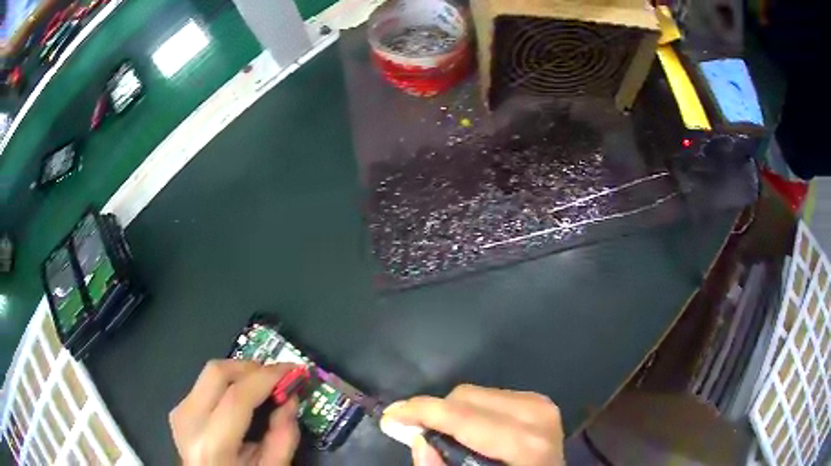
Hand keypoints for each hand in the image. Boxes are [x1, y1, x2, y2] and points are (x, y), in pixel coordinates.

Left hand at [169, 360, 299, 464]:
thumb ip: (283, 437)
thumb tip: (291, 399)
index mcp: (211, 444)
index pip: (238, 396)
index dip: (268, 377)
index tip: (293, 369)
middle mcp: (189, 421)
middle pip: (217, 373)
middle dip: (252, 368)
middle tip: (278, 377)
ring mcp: (179, 412)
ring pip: (210, 374)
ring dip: (240, 374)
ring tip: (263, 386)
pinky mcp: (179, 410)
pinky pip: (205, 385)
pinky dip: (228, 384)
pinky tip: (244, 397)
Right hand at [382, 384, 563, 465]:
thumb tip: (418, 438)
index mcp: (526, 444)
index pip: (464, 417)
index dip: (422, 412)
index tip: (391, 415)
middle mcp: (538, 416)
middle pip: (466, 397)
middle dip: (436, 413)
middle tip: (416, 431)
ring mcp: (542, 405)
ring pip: (477, 392)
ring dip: (454, 412)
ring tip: (447, 435)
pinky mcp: (540, 402)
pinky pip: (492, 395)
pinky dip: (473, 410)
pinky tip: (471, 430)